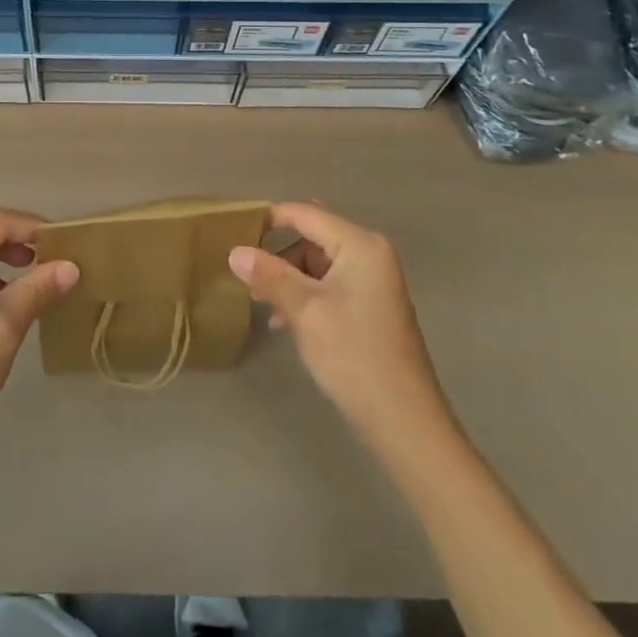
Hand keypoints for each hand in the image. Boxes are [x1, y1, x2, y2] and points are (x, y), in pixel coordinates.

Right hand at [229, 202, 451, 443]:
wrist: (404, 422)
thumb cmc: (354, 355)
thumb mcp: (305, 311)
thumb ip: (269, 275)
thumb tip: (234, 251)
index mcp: (360, 245)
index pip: (305, 214)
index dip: (269, 219)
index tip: (234, 232)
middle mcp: (370, 254)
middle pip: (311, 237)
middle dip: (277, 255)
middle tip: (246, 276)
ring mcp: (373, 281)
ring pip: (317, 263)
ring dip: (288, 278)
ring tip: (262, 303)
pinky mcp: (370, 306)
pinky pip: (329, 284)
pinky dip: (305, 295)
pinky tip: (285, 320)